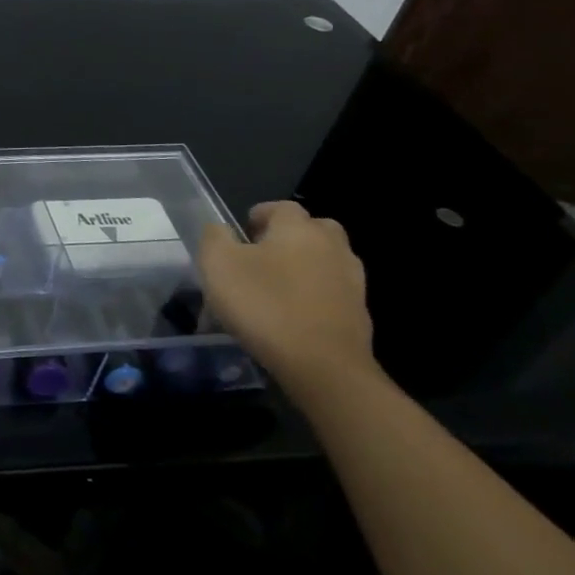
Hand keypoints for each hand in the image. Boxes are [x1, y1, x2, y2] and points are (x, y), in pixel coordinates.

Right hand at [198, 200, 373, 399]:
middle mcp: (332, 246)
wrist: (324, 367)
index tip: (241, 234)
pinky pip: (332, 292)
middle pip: (312, 230)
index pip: (281, 207)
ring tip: (276, 289)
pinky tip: (293, 316)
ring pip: (325, 261)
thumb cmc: (265, 305)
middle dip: (289, 237)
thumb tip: (221, 229)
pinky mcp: (359, 314)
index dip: (259, 216)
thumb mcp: (218, 265)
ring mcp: (352, 281)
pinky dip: (314, 296)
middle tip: (262, 257)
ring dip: (304, 267)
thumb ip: (214, 237)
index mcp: (299, 228)